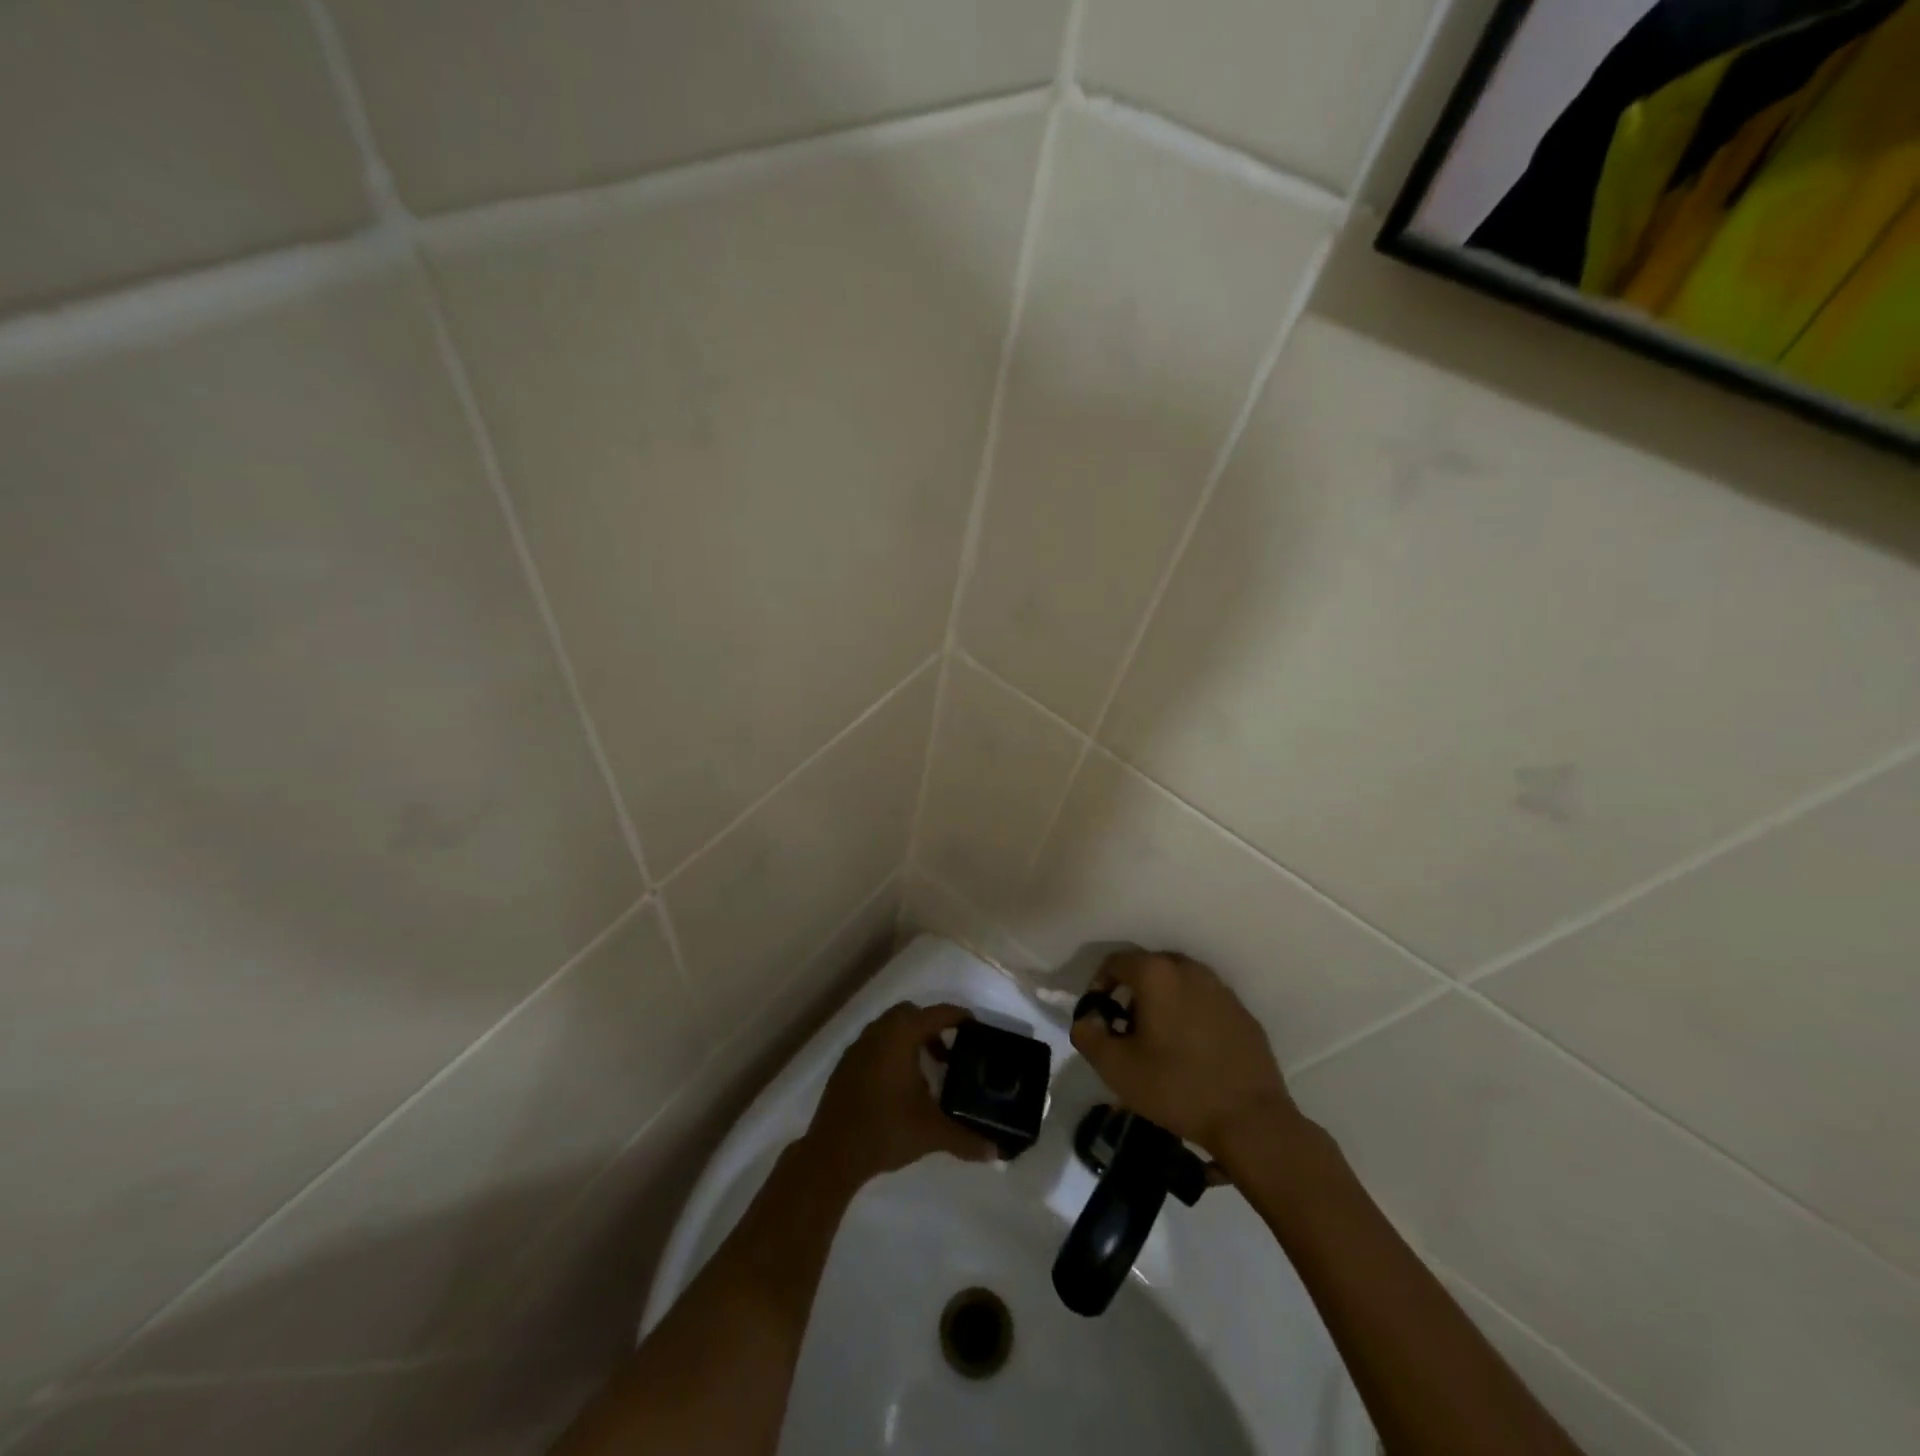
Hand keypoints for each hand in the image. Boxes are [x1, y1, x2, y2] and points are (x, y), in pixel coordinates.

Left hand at [802, 1002, 997, 1188]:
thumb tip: (997, 1153)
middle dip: (931, 1029)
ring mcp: (857, 1048)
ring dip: (910, 1042)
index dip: (959, 1017)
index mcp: (901, 1035)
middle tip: (949, 1054)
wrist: (832, 1154)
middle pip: (910, 1015)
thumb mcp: (932, 1133)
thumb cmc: (886, 1130)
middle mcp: (878, 1032)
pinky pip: (874, 1047)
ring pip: (889, 1030)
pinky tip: (899, 1088)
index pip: (937, 1014)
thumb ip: (966, 1139)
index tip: (976, 1028)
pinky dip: (890, 1055)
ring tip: (926, 1075)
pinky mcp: (845, 1066)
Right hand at [1070, 950, 1298, 1156]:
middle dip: (1132, 994)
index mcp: (1157, 974)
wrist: (1250, 1120)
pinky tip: (1191, 1051)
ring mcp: (1221, 989)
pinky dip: (1190, 1015)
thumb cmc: (1176, 1087)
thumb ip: (1088, 1035)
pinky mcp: (1242, 1012)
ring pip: (1179, 984)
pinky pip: (1204, 1002)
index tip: (1098, 1017)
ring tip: (1158, 1041)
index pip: (1115, 962)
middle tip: (1125, 1030)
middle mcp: (1189, 969)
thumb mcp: (1116, 1068)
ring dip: (1162, 1003)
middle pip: (1149, 969)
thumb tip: (1085, 1020)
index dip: (1098, 986)